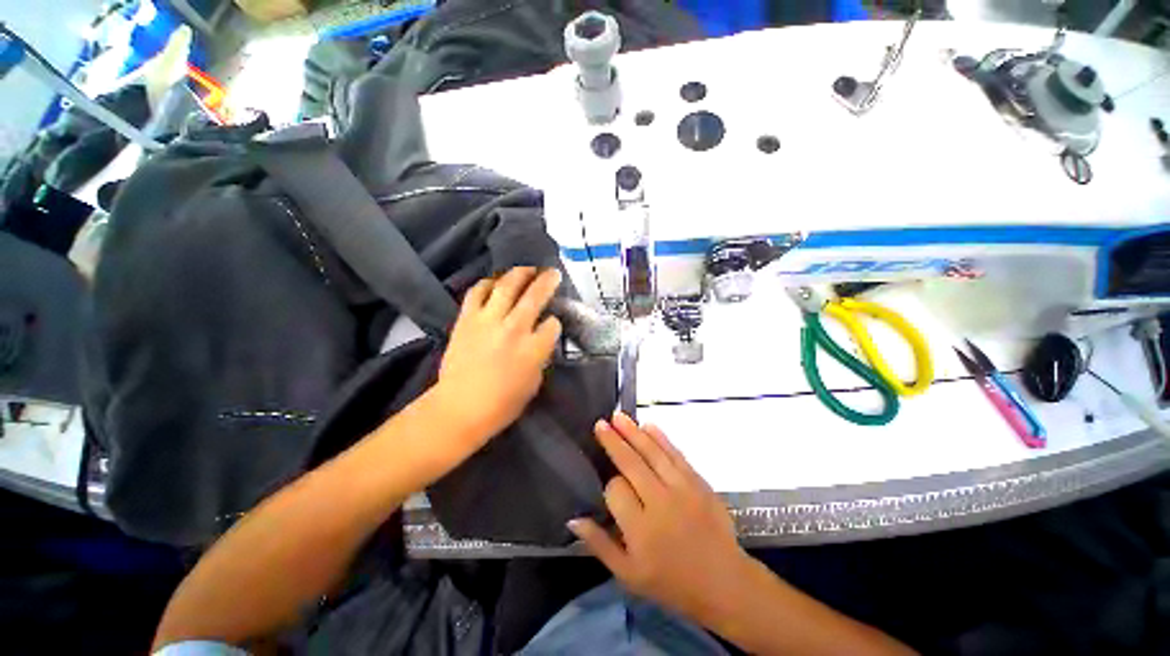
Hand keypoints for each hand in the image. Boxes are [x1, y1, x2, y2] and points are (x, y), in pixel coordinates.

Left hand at [435, 267, 562, 444]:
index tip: (552, 323)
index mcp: (534, 348)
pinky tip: (495, 282)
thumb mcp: (534, 382)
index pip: (552, 324)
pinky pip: (478, 292)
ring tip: (527, 269)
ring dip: (520, 274)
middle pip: (535, 296)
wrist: (460, 408)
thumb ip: (541, 356)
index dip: (554, 322)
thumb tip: (541, 338)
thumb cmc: (503, 403)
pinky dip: (488, 283)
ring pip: (507, 286)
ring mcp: (488, 320)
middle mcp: (514, 328)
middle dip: (547, 282)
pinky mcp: (467, 319)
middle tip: (552, 272)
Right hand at [569, 413, 754, 625]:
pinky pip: (676, 454)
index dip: (608, 485)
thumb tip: (573, 519)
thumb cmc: (672, 582)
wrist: (724, 582)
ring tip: (618, 416)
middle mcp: (660, 503)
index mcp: (641, 530)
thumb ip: (599, 545)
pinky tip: (648, 426)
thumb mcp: (628, 575)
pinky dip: (661, 438)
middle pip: (632, 464)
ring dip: (634, 432)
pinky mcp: (699, 482)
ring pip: (653, 453)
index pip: (615, 491)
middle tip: (600, 423)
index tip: (608, 488)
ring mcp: (682, 489)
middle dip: (614, 441)